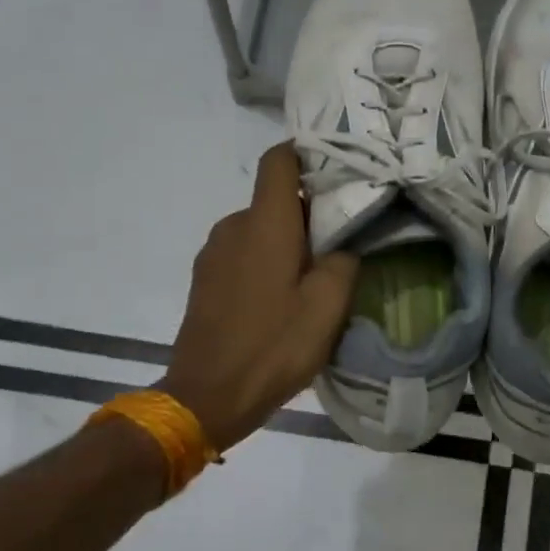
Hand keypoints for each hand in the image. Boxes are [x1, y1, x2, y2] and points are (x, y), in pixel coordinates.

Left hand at [158, 143, 358, 450]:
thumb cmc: (273, 347)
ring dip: (288, 244)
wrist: (207, 396)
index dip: (308, 154)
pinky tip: (282, 301)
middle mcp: (233, 226)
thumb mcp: (327, 307)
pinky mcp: (205, 280)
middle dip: (309, 214)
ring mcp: (213, 254)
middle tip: (343, 245)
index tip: (339, 171)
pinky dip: (266, 264)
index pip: (279, 160)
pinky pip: (243, 255)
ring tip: (314, 280)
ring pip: (260, 231)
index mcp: (264, 223)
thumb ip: (344, 262)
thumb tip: (344, 246)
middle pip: (275, 200)